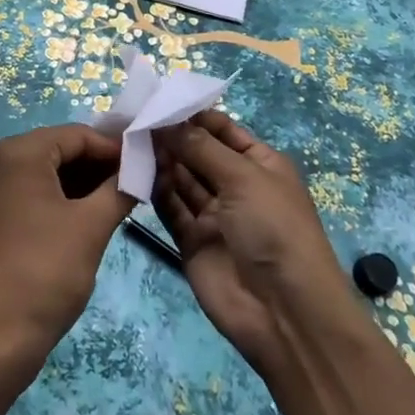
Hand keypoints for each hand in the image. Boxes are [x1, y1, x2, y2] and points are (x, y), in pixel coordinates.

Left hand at [0, 125, 134, 391]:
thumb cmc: (45, 273)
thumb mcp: (92, 227)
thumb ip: (120, 188)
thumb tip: (142, 167)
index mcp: (18, 153)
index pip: (77, 135)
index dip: (114, 148)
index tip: (147, 163)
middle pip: (58, 150)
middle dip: (98, 165)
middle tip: (135, 183)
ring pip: (44, 172)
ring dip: (81, 182)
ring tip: (118, 200)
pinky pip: (29, 193)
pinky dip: (59, 199)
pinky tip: (87, 216)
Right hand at [152, 110, 351, 375]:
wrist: (285, 314)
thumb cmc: (274, 229)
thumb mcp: (244, 177)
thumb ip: (200, 147)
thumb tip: (166, 120)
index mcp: (259, 164)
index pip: (221, 130)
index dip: (192, 115)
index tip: (157, 100)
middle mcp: (236, 185)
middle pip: (197, 153)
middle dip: (171, 136)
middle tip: (134, 118)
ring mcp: (213, 215)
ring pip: (181, 178)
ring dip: (160, 160)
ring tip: (129, 139)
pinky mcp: (192, 241)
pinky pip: (170, 208)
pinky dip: (155, 190)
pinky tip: (134, 171)